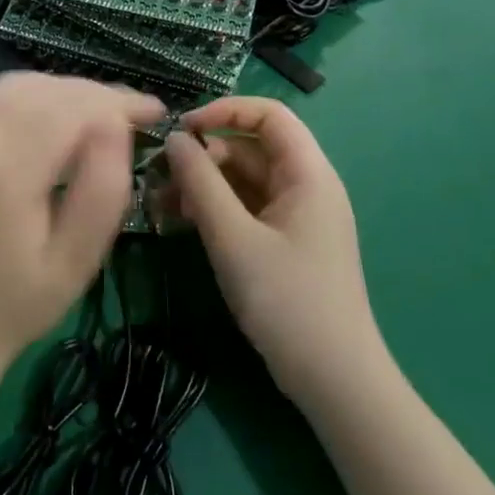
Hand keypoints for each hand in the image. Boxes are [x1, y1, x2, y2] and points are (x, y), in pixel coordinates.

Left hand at [0, 73, 163, 376]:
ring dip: (63, 91)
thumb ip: (104, 187)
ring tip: (100, 116)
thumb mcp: (77, 259)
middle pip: (45, 89)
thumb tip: (116, 125)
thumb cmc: (16, 304)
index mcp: (3, 168)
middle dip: (95, 95)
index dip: (118, 103)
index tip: (155, 112)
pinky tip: (52, 118)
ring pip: (17, 84)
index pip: (72, 107)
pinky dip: (29, 96)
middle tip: (134, 115)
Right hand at [163, 98, 381, 404]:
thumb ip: (200, 183)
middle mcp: (304, 185)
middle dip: (203, 156)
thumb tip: (175, 139)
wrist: (335, 382)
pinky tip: (180, 225)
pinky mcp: (284, 242)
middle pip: (249, 147)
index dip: (224, 111)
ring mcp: (295, 215)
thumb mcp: (233, 238)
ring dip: (202, 185)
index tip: (182, 130)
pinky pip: (244, 208)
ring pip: (242, 179)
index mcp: (307, 173)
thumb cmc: (287, 301)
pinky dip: (214, 209)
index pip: (268, 114)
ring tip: (160, 206)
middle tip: (159, 178)